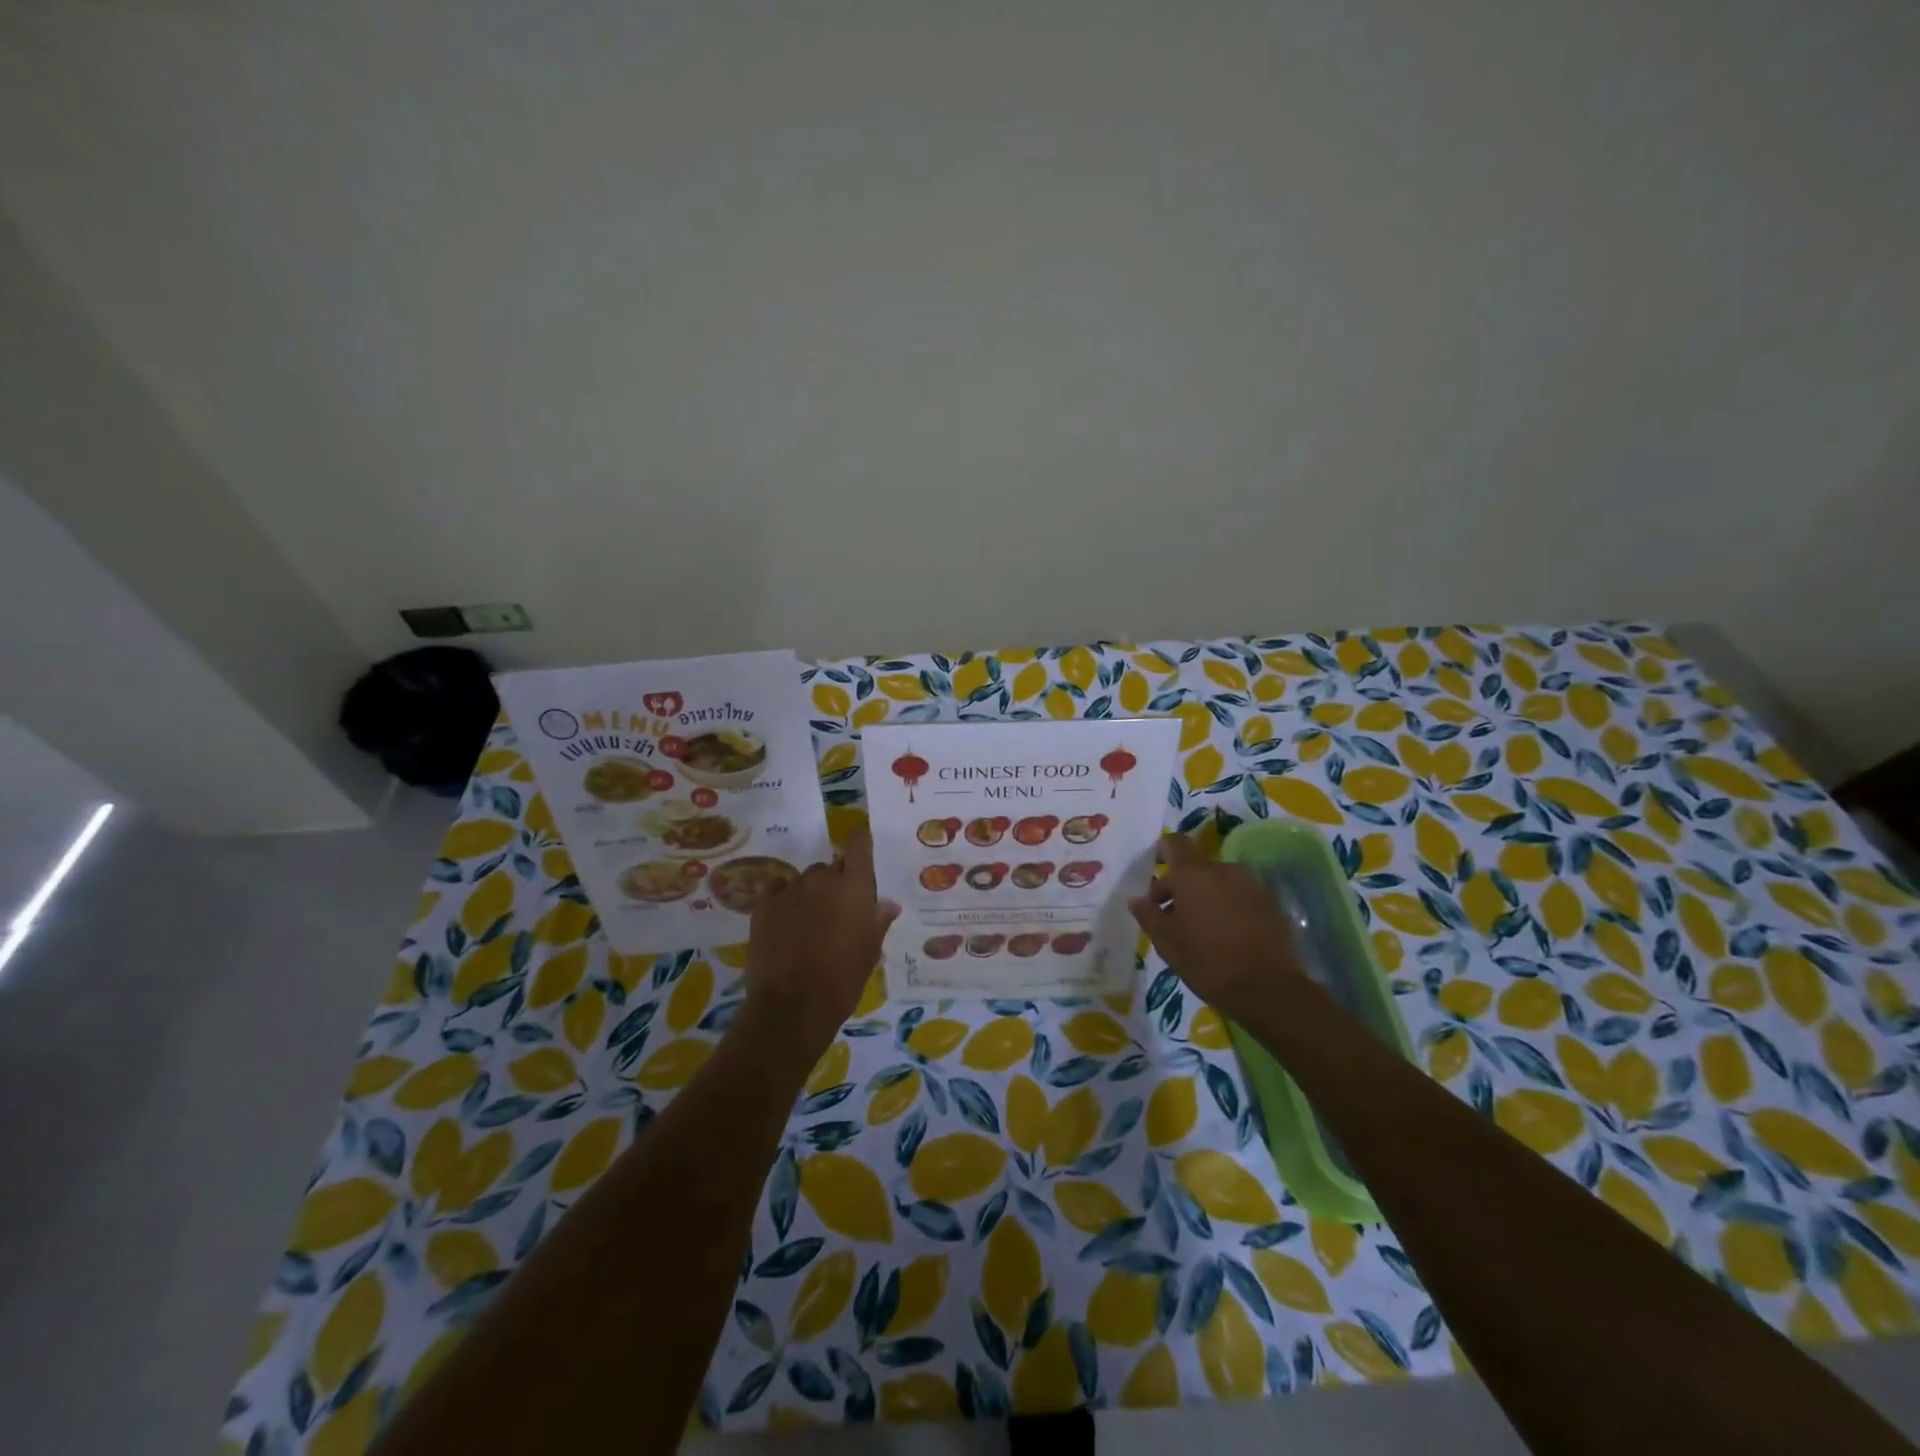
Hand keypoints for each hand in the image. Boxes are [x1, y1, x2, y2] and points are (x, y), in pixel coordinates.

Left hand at [743, 827, 898, 1053]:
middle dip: (837, 882)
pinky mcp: (764, 905)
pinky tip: (786, 924)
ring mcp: (790, 889)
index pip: (859, 843)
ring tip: (809, 923)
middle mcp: (822, 878)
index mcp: (854, 885)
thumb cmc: (843, 978)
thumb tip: (888, 904)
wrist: (793, 1004)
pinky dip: (784, 901)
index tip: (862, 846)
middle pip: (832, 866)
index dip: (861, 841)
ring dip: (811, 893)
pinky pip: (778, 891)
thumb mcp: (870, 951)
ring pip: (805, 880)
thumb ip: (878, 920)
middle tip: (838, 911)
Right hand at [1128, 832, 1303, 1023]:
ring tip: (1200, 928)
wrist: (1269, 989)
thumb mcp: (1167, 943)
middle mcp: (1224, 870)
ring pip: (1219, 881)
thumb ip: (1148, 915)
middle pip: (1196, 866)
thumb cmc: (1208, 962)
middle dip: (1180, 885)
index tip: (1153, 874)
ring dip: (1205, 896)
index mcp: (1194, 874)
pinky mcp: (1272, 903)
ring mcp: (1252, 884)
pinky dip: (1229, 906)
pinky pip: (1240, 895)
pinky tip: (1226, 935)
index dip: (1161, 852)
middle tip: (1170, 915)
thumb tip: (1136, 899)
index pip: (1174, 842)